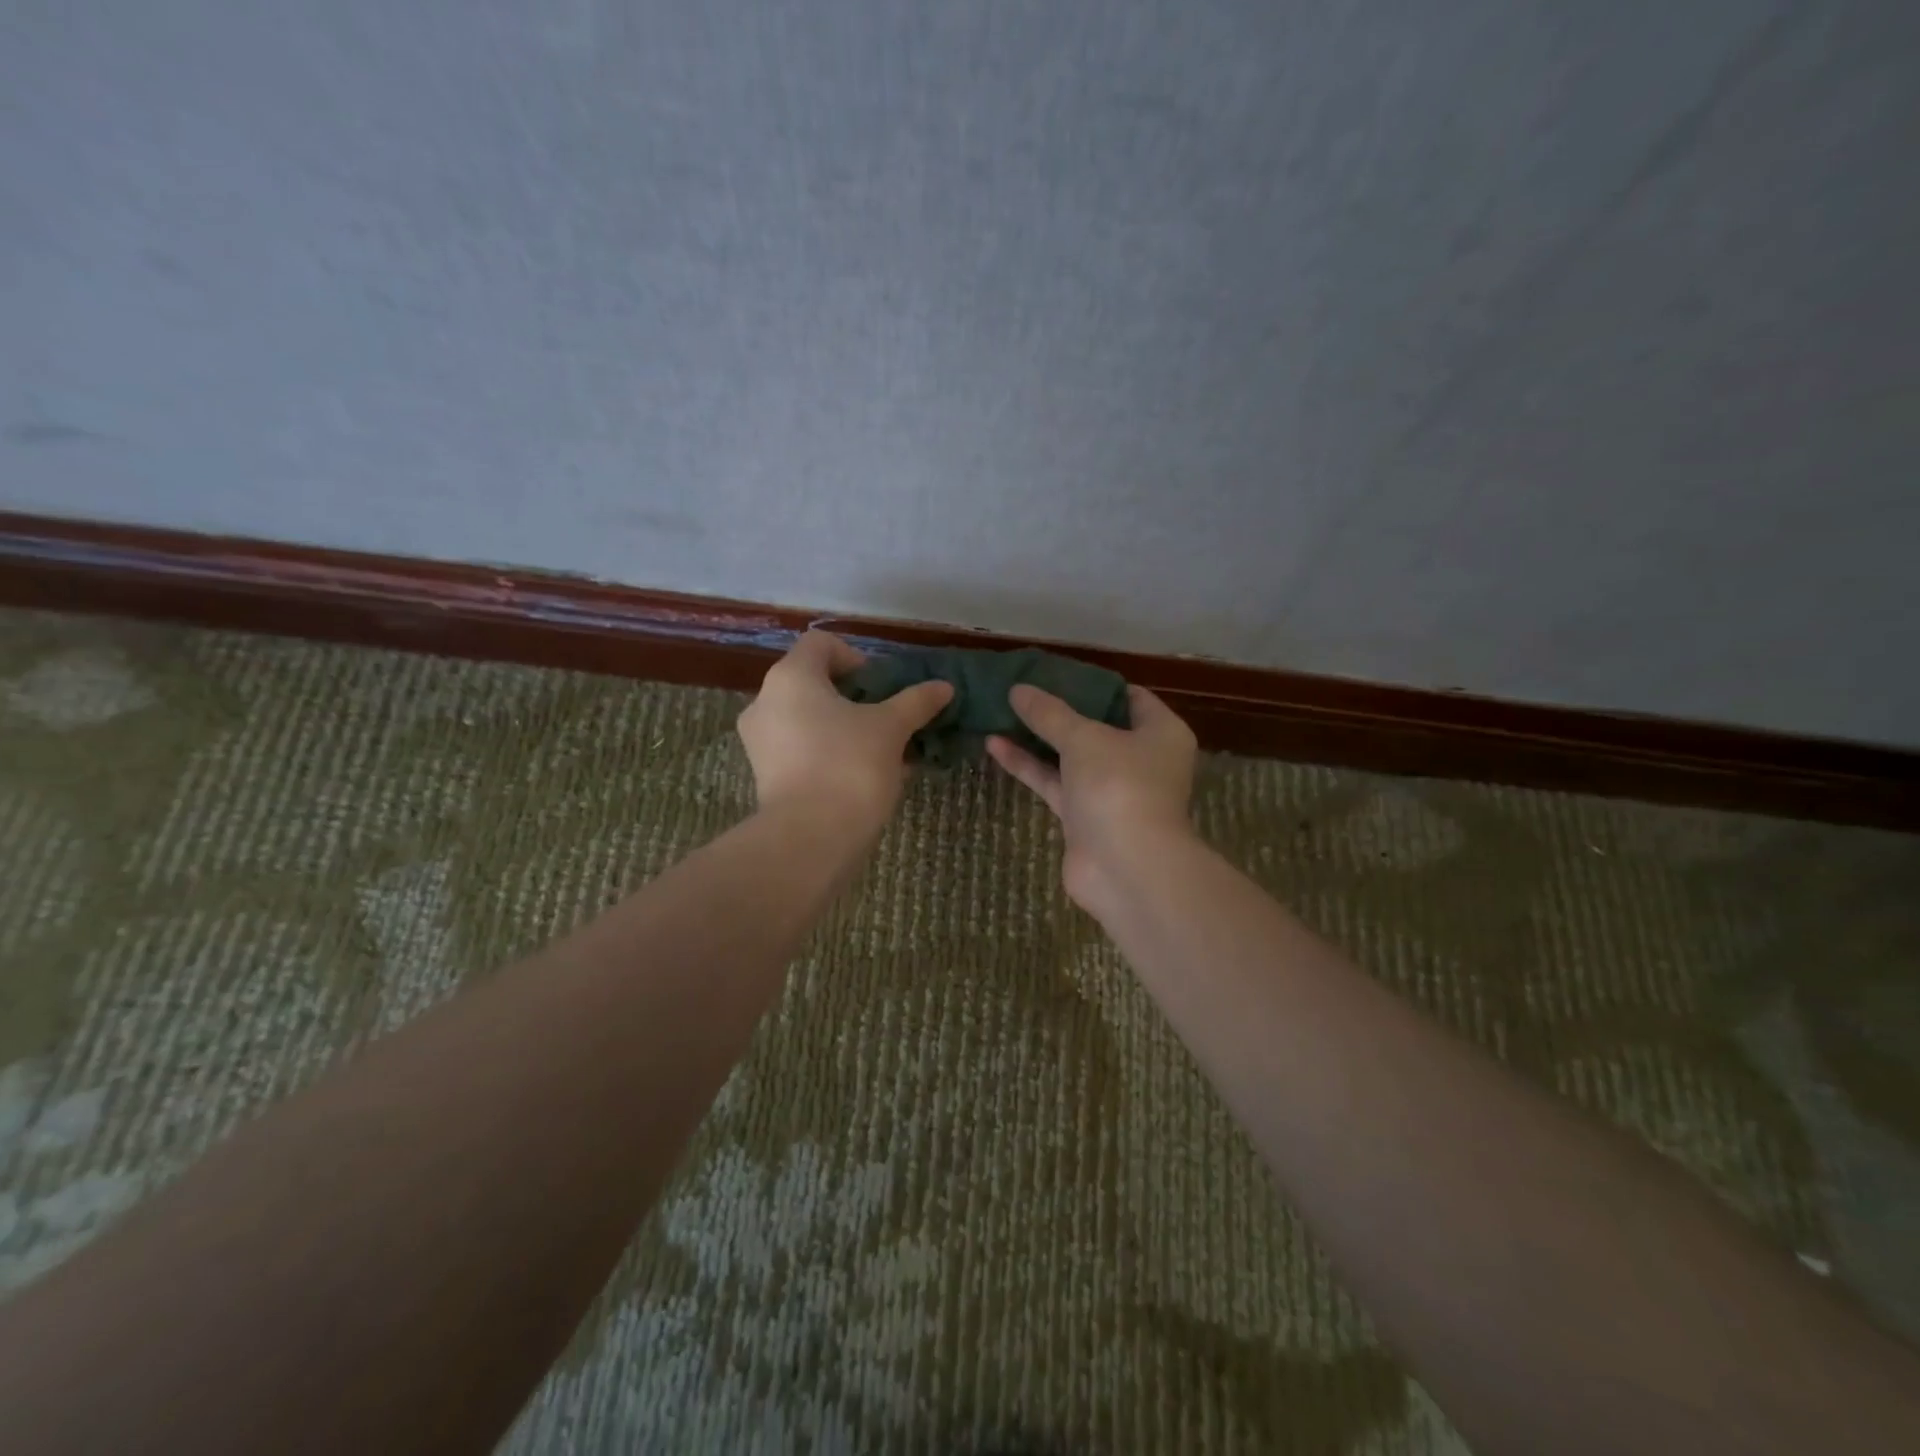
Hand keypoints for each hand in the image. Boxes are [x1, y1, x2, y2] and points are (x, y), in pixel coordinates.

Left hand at [738, 631, 952, 830]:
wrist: (810, 838)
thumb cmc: (850, 766)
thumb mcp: (891, 729)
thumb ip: (916, 702)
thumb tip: (944, 686)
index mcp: (791, 677)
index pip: (821, 644)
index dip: (856, 657)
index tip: (881, 687)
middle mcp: (765, 701)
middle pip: (814, 682)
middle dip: (855, 697)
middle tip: (887, 719)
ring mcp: (761, 740)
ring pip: (808, 718)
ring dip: (844, 727)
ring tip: (881, 751)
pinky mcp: (765, 774)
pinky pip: (801, 748)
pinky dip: (829, 752)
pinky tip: (863, 775)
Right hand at [987, 683, 1198, 911]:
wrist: (1126, 868)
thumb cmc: (1119, 787)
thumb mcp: (1084, 739)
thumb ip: (1049, 714)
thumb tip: (1018, 689)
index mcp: (1160, 733)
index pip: (1132, 698)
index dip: (1096, 683)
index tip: (1059, 670)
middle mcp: (1140, 760)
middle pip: (1097, 726)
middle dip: (1061, 710)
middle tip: (1024, 688)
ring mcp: (1110, 791)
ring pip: (1071, 756)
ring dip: (1039, 738)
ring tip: (1002, 710)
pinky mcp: (1083, 817)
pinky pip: (1055, 783)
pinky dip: (1029, 766)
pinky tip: (994, 744)